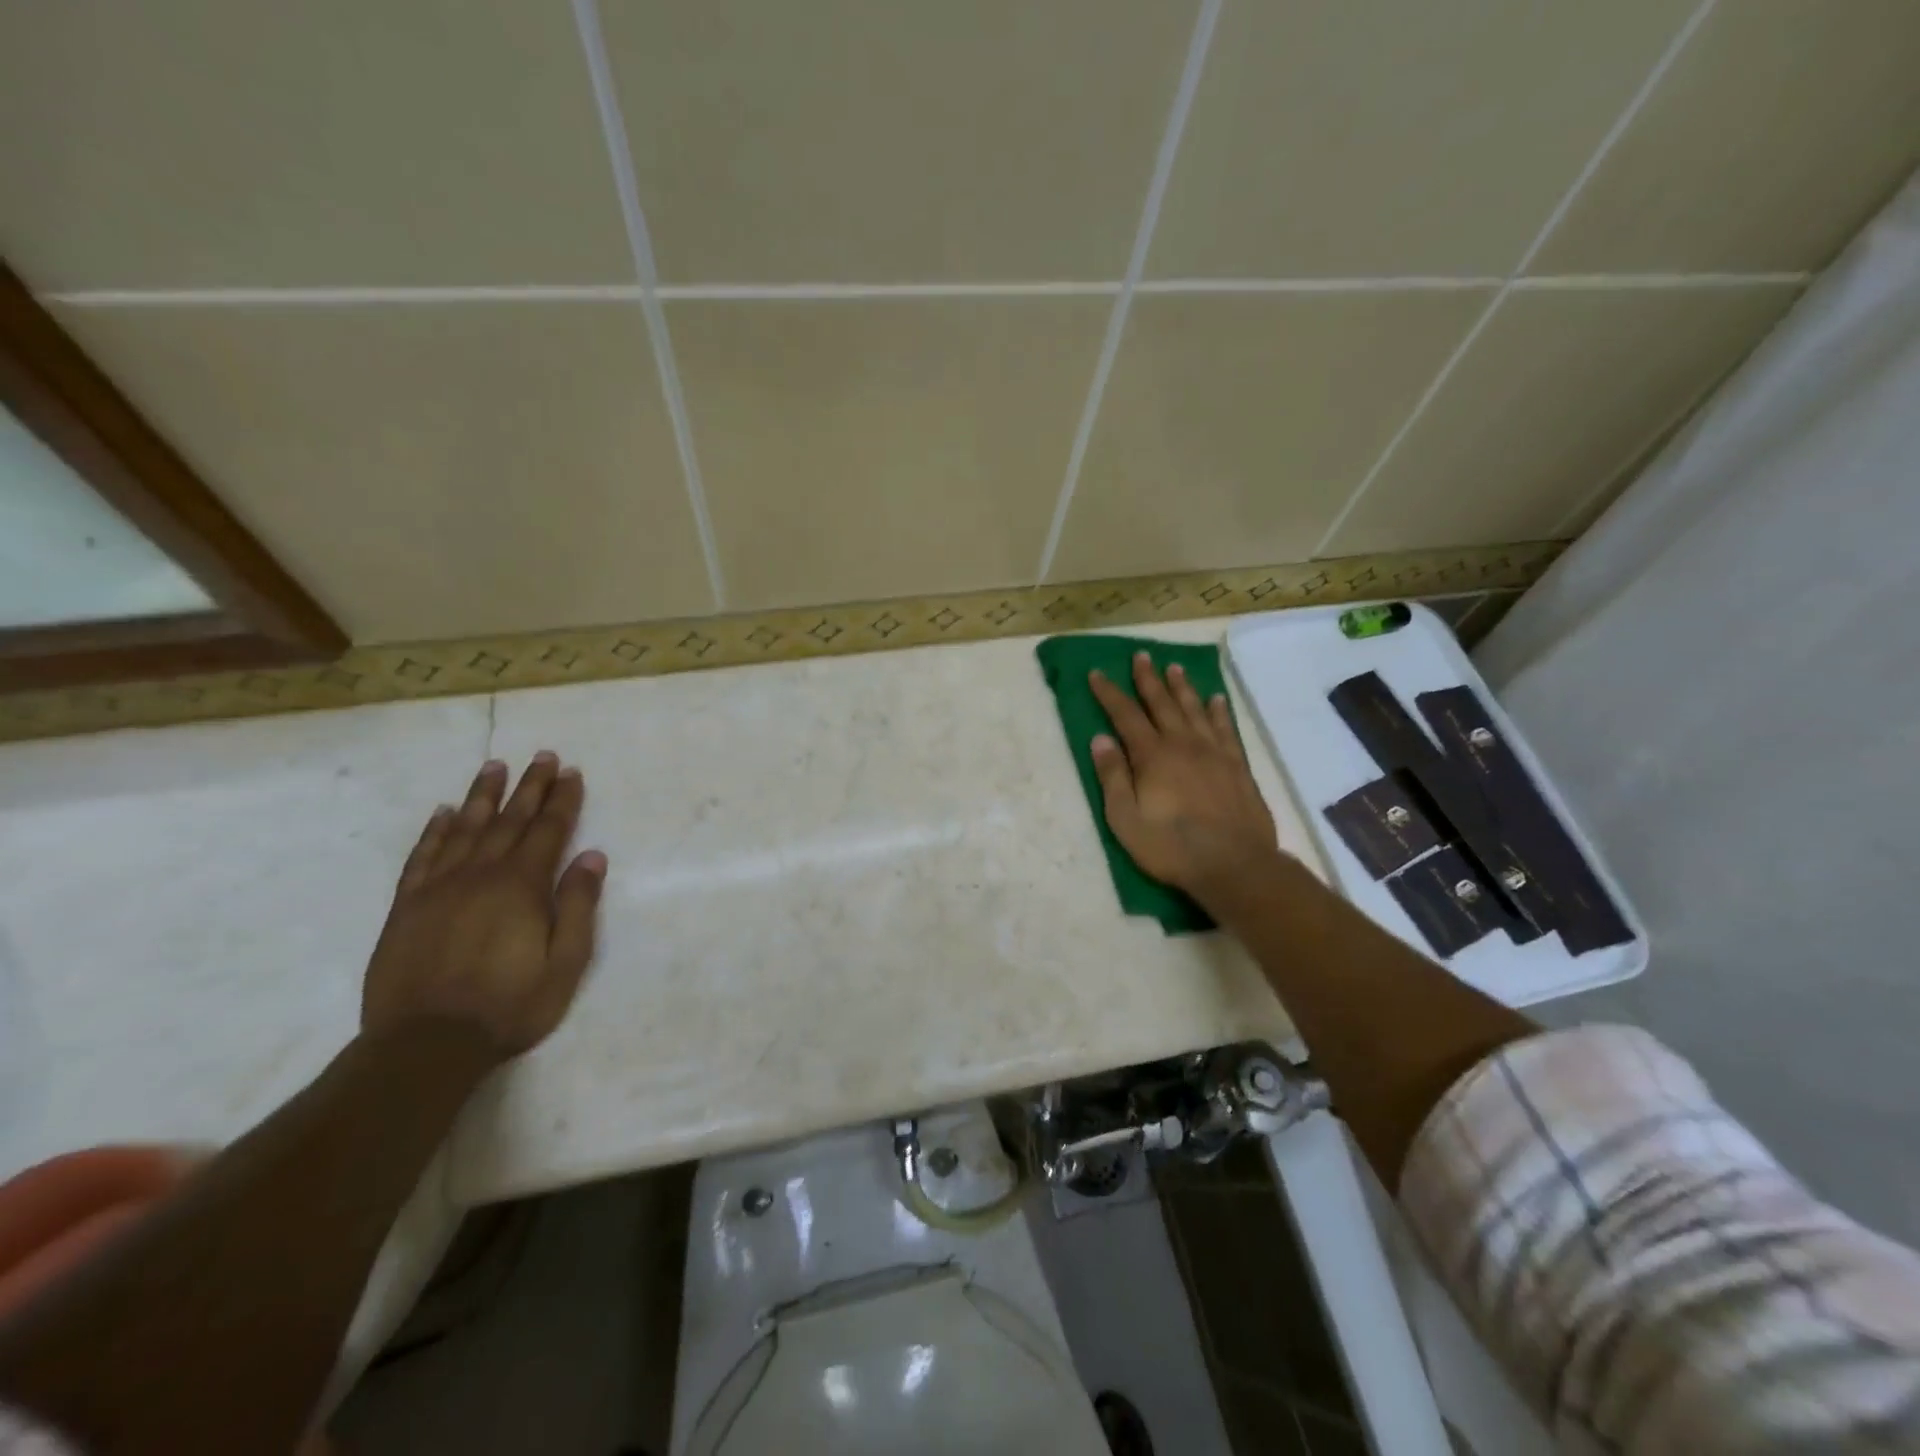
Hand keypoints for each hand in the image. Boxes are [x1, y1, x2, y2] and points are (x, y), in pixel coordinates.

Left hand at [362, 753, 607, 1062]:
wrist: (425, 1045)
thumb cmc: (509, 1005)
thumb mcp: (565, 963)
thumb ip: (578, 906)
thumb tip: (592, 857)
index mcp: (521, 886)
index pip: (548, 830)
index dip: (562, 800)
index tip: (571, 772)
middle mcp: (480, 875)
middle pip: (509, 820)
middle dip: (529, 786)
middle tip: (542, 756)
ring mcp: (438, 888)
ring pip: (464, 828)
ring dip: (482, 795)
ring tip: (495, 767)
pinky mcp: (407, 907)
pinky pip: (421, 857)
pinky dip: (434, 831)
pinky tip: (442, 813)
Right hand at [1089, 654, 1282, 908]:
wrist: (1234, 864)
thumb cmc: (1171, 847)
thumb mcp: (1125, 818)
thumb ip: (1113, 776)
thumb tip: (1100, 739)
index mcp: (1152, 756)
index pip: (1125, 715)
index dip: (1110, 693)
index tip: (1097, 673)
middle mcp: (1182, 744)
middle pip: (1162, 703)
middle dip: (1148, 679)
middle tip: (1141, 655)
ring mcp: (1214, 753)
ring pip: (1194, 709)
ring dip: (1182, 687)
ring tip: (1174, 667)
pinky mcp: (1237, 766)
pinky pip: (1225, 729)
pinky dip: (1218, 712)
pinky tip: (1216, 700)